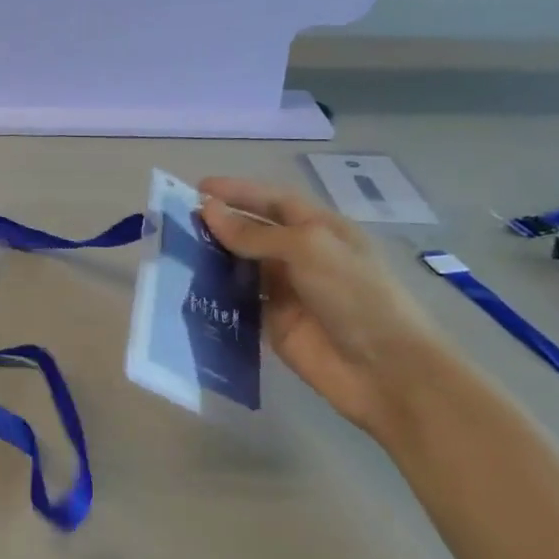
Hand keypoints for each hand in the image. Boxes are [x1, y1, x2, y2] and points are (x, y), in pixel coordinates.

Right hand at [198, 178, 451, 439]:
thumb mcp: (307, 250)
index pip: (273, 201)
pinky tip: (187, 286)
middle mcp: (302, 255)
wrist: (384, 370)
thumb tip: (207, 210)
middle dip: (220, 223)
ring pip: (241, 266)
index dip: (238, 192)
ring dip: (213, 257)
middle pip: (254, 232)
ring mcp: (287, 291)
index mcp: (321, 229)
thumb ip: (254, 233)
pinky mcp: (273, 323)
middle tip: (177, 221)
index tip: (198, 188)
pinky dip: (215, 292)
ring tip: (175, 250)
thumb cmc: (355, 295)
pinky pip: (238, 301)